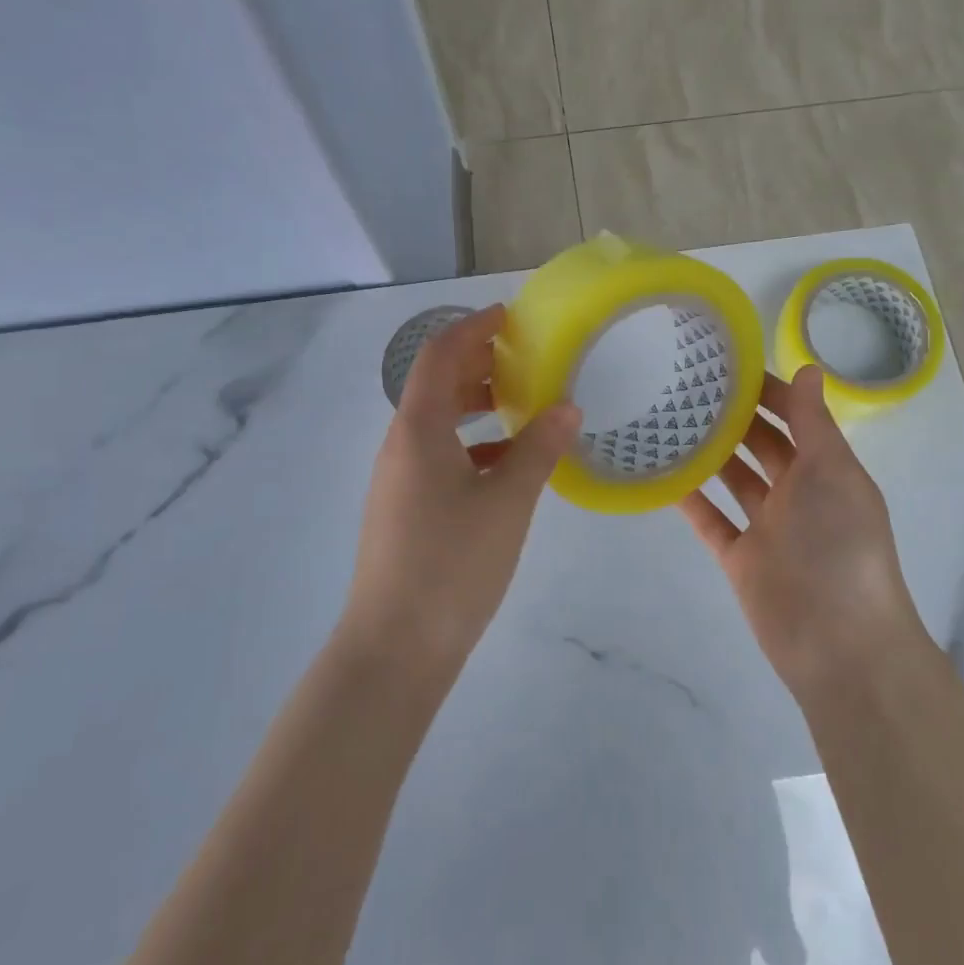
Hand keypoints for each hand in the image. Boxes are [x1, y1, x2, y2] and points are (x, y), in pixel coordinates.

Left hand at [345, 306, 581, 672]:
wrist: (395, 648)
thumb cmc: (452, 565)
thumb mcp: (507, 502)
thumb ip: (539, 449)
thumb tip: (568, 407)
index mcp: (418, 430)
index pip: (440, 354)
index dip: (473, 327)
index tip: (511, 316)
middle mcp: (400, 444)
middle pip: (436, 383)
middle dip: (478, 362)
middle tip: (526, 357)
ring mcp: (398, 478)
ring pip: (438, 420)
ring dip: (476, 403)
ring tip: (523, 403)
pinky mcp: (405, 506)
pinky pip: (439, 454)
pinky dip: (472, 442)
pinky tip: (507, 460)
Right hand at [680, 366, 926, 692]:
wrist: (838, 643)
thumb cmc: (841, 546)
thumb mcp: (833, 473)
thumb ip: (814, 423)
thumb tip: (809, 368)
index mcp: (827, 470)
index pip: (797, 418)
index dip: (770, 391)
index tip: (730, 365)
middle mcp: (798, 494)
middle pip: (762, 445)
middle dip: (735, 417)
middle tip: (689, 385)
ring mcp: (767, 527)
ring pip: (734, 479)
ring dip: (710, 453)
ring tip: (669, 419)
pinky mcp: (740, 558)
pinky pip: (710, 520)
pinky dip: (689, 499)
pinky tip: (661, 473)